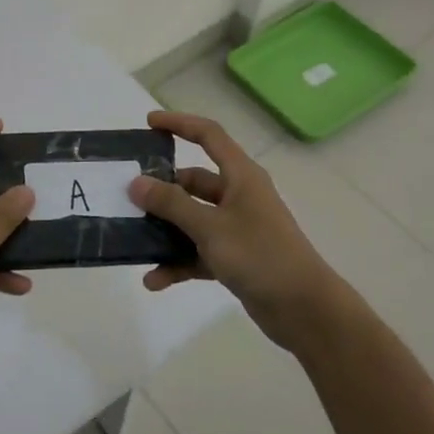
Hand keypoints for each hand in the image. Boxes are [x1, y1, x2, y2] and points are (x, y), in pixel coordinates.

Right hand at [128, 110, 343, 352]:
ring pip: (192, 219)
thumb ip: (171, 204)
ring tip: (133, 239)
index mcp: (240, 176)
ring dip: (165, 231)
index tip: (148, 124)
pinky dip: (178, 263)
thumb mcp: (210, 227)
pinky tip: (154, 280)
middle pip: (194, 182)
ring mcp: (237, 228)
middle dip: (162, 189)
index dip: (179, 124)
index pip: (208, 135)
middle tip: (128, 195)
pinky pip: (198, 252)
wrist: (305, 310)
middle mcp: (239, 196)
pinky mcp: (235, 258)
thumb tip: (136, 183)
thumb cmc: (260, 255)